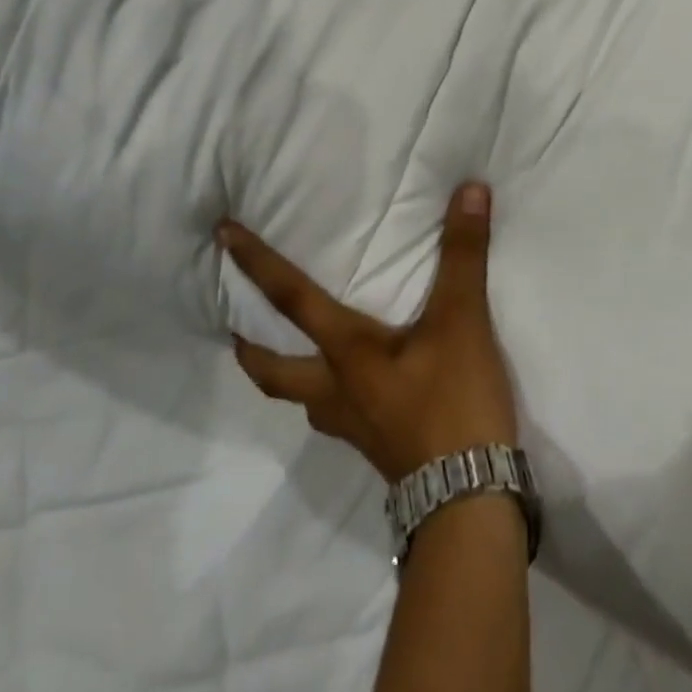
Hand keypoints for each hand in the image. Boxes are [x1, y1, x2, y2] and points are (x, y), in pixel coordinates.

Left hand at [222, 184, 518, 482]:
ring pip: (305, 399)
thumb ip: (463, 254)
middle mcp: (337, 391)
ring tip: (300, 356)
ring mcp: (354, 427)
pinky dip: (332, 398)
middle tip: (236, 327)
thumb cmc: (453, 403)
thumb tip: (469, 189)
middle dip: (250, 348)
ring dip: (289, 376)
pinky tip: (358, 393)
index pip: (290, 299)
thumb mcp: (462, 321)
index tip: (221, 235)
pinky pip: (339, 417)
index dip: (256, 262)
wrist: (469, 503)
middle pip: (274, 374)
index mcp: (346, 353)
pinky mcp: (378, 450)